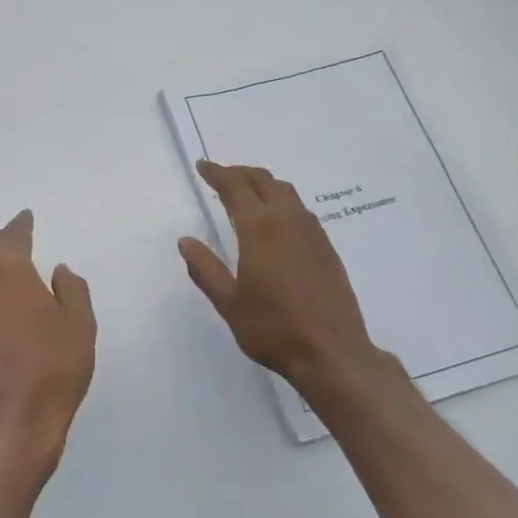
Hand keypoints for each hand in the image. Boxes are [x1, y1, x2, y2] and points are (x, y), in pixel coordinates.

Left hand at [0, 210, 95, 492]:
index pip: (13, 235)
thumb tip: (58, 271)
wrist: (11, 424)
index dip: (21, 223)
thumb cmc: (54, 369)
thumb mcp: (80, 325)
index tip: (27, 217)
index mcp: (9, 273)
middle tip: (12, 239)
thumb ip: (71, 289)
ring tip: (4, 271)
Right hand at [178, 160, 381, 397]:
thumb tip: (186, 241)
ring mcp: (312, 233)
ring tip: (246, 193)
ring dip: (263, 184)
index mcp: (260, 229)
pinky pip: (301, 210)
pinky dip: (281, 201)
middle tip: (221, 176)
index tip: (203, 166)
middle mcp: (289, 221)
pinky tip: (275, 220)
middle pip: (264, 181)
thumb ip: (206, 269)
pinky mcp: (327, 248)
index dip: (218, 174)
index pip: (236, 188)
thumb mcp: (229, 302)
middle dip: (240, 173)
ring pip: (286, 192)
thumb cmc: (272, 328)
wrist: (332, 352)